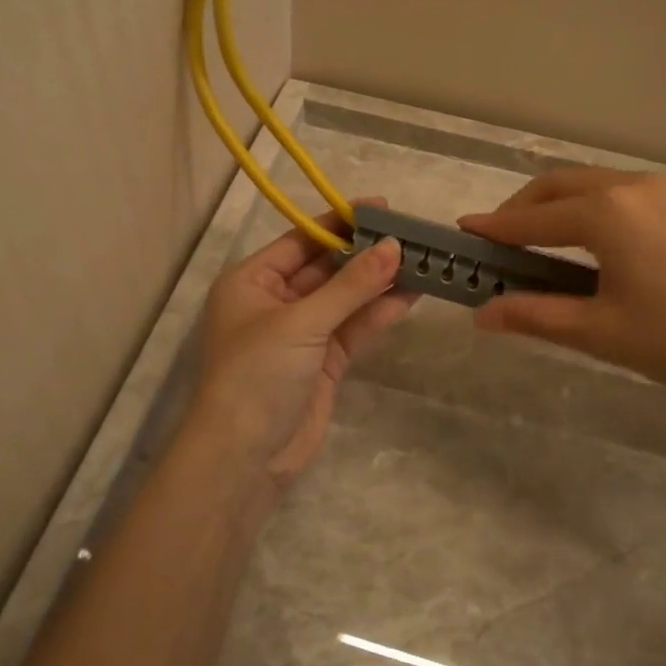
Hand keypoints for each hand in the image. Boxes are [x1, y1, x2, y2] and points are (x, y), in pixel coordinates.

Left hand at [187, 203, 411, 490]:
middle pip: (326, 267)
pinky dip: (378, 313)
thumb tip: (394, 246)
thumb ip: (350, 286)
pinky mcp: (323, 362)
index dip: (340, 222)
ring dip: (378, 282)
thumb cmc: (257, 375)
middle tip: (411, 234)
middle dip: (366, 253)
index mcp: (252, 281)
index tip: (382, 207)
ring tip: (421, 260)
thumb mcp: (302, 322)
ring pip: (345, 298)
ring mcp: (301, 333)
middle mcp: (275, 301)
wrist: (243, 459)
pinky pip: (353, 328)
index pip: (301, 240)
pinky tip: (410, 294)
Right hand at [459, 168, 665, 402]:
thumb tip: (481, 314)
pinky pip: (617, 193)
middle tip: (497, 243)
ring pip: (588, 185)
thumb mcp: (601, 332)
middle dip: (520, 210)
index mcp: (607, 212)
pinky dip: (586, 208)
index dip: (494, 228)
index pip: (532, 218)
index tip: (462, 233)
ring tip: (536, 244)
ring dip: (554, 206)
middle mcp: (630, 187)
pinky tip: (588, 243)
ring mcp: (662, 191)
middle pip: (557, 187)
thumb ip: (535, 316)